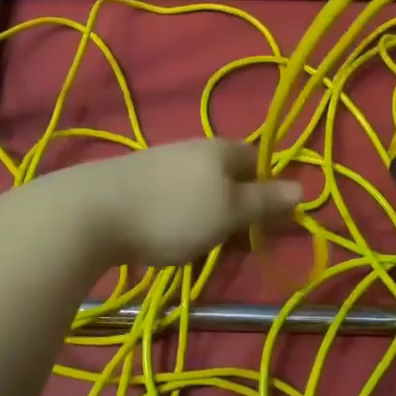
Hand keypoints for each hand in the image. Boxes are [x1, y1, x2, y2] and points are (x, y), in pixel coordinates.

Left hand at [67, 139, 302, 267]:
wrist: (92, 212)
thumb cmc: (174, 212)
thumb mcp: (229, 212)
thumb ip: (264, 201)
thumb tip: (303, 187)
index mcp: (220, 149)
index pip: (258, 158)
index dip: (270, 187)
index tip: (270, 223)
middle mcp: (191, 148)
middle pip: (228, 174)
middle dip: (238, 207)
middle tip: (237, 243)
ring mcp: (159, 163)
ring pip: (199, 188)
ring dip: (208, 215)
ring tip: (202, 247)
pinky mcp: (133, 182)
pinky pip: (171, 198)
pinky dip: (179, 217)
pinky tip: (169, 238)